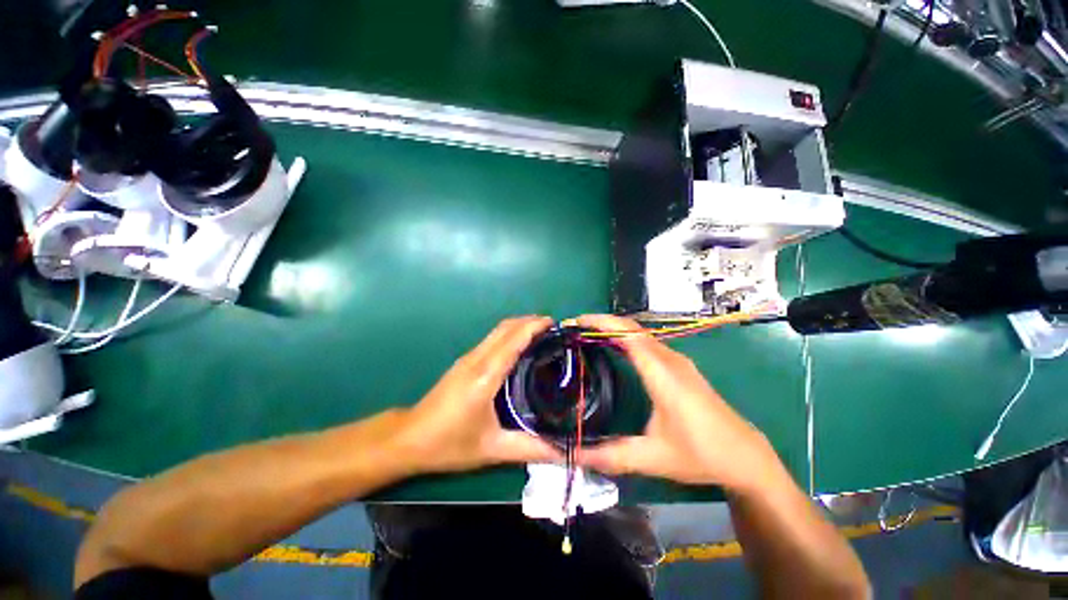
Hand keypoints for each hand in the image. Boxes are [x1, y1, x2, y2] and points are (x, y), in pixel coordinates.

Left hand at [396, 316, 562, 474]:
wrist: (409, 439)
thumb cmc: (450, 444)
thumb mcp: (494, 449)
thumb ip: (534, 449)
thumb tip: (574, 456)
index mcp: (485, 375)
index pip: (514, 339)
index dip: (535, 326)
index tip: (557, 324)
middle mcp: (477, 359)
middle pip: (506, 327)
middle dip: (531, 321)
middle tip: (555, 330)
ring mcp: (468, 358)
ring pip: (498, 331)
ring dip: (520, 326)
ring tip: (543, 335)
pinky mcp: (465, 362)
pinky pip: (492, 339)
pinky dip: (510, 335)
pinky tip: (520, 348)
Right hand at [574, 315, 784, 492]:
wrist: (746, 456)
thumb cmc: (702, 453)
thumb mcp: (653, 457)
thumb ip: (612, 455)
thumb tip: (574, 454)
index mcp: (662, 374)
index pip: (627, 334)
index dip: (601, 322)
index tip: (576, 322)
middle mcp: (669, 360)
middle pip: (631, 328)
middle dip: (601, 323)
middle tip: (575, 329)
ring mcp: (677, 362)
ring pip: (640, 334)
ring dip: (613, 329)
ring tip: (587, 336)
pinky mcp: (680, 368)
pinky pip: (647, 343)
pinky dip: (626, 339)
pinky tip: (614, 350)